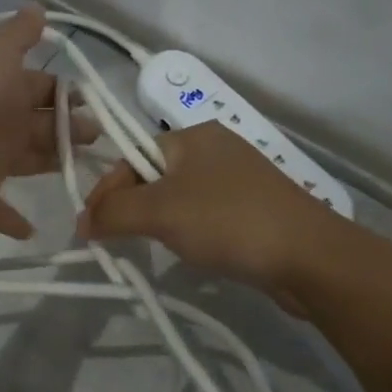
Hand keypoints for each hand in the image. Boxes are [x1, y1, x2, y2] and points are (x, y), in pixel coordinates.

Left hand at [0, 5, 96, 239]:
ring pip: (30, 162)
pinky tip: (35, 229)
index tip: (99, 100)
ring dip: (54, 163)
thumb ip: (17, 34)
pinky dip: (16, 222)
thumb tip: (37, 8)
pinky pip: (1, 214)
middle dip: (71, 127)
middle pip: (42, 125)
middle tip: (102, 136)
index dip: (68, 92)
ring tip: (89, 171)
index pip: (42, 87)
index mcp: (3, 89)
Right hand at [77, 122, 339, 300]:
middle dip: (134, 208)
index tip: (91, 229)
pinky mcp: (257, 208)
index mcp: (193, 135)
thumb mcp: (160, 212)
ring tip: (156, 247)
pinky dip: (192, 232)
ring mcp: (240, 178)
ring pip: (181, 197)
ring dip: (162, 222)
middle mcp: (217, 148)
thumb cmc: (227, 221)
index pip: (132, 155)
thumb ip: (114, 212)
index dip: (107, 191)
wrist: (309, 256)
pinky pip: (208, 214)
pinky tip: (195, 252)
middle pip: (155, 175)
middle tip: (119, 240)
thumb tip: (82, 221)